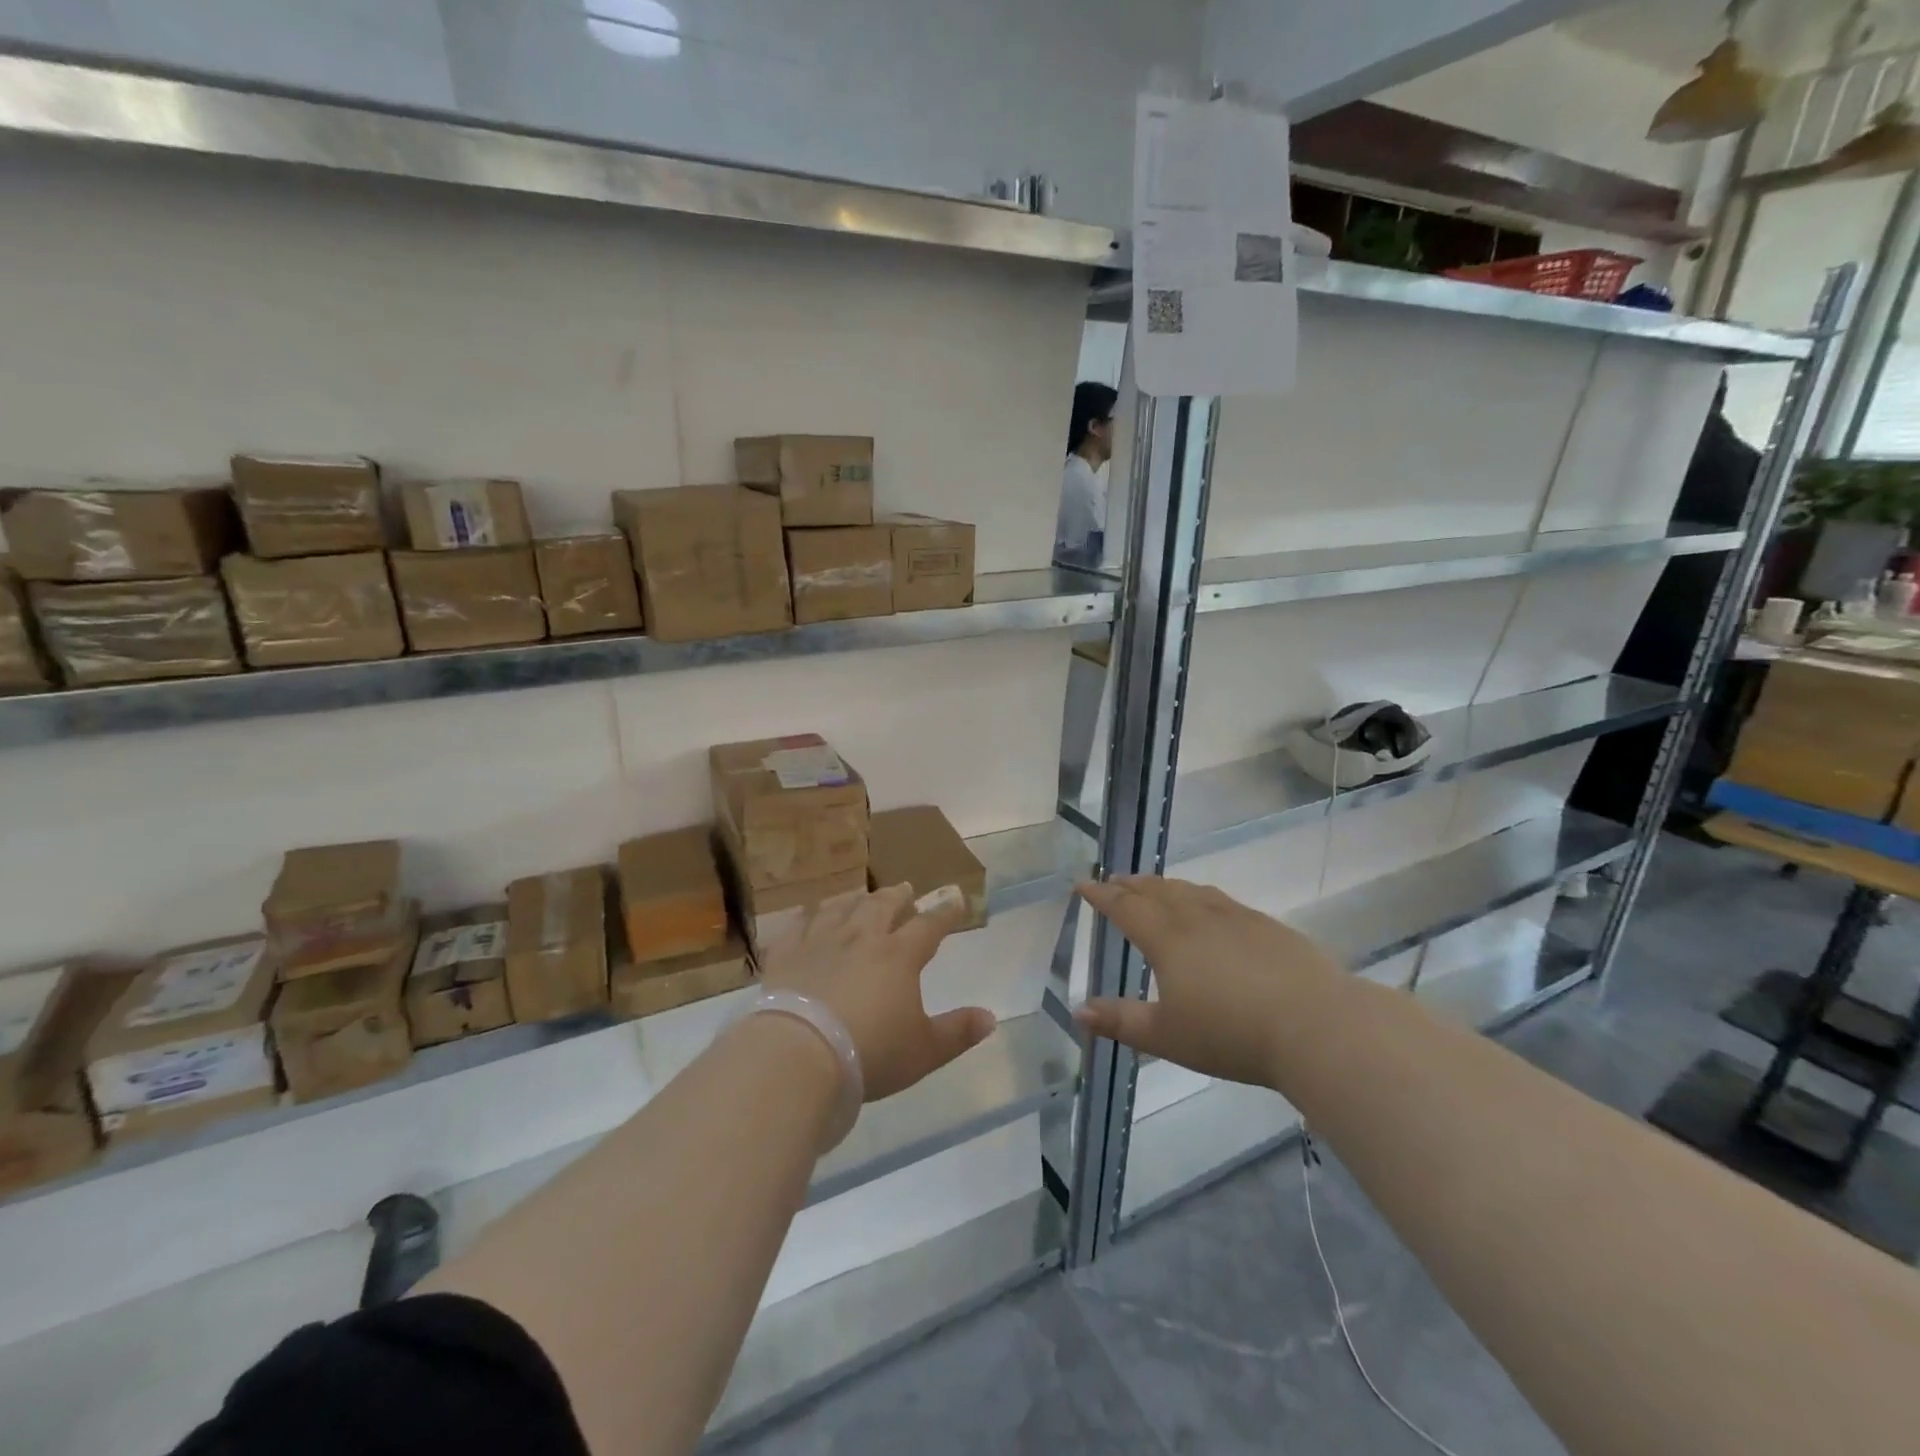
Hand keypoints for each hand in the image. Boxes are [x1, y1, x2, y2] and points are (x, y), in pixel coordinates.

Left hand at [760, 884, 996, 1101]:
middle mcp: (861, 938)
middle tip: (904, 889)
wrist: (799, 1054)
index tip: (956, 898)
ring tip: (860, 896)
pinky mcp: (785, 954)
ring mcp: (820, 941)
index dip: (945, 911)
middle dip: (897, 896)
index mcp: (899, 956)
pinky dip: (806, 916)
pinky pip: (796, 925)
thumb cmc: (870, 1053)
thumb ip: (958, 1032)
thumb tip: (991, 1018)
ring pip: (841, 908)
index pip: (929, 925)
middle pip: (882, 906)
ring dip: (855, 899)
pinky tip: (807, 914)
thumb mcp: (924, 1051)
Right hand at [1074, 876, 1346, 1087]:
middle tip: (1114, 879)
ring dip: (1165, 885)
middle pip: (1157, 892)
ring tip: (1154, 886)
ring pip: (1191, 891)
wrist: (1316, 1026)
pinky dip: (1201, 895)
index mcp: (1168, 939)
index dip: (1101, 895)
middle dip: (1131, 885)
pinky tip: (1209, 905)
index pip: (1125, 907)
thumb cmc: (1232, 1034)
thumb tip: (1078, 1011)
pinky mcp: (1268, 926)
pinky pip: (1222, 900)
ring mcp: (1237, 918)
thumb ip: (1121, 1021)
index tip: (1082, 884)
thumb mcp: (1167, 1036)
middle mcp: (1198, 918)